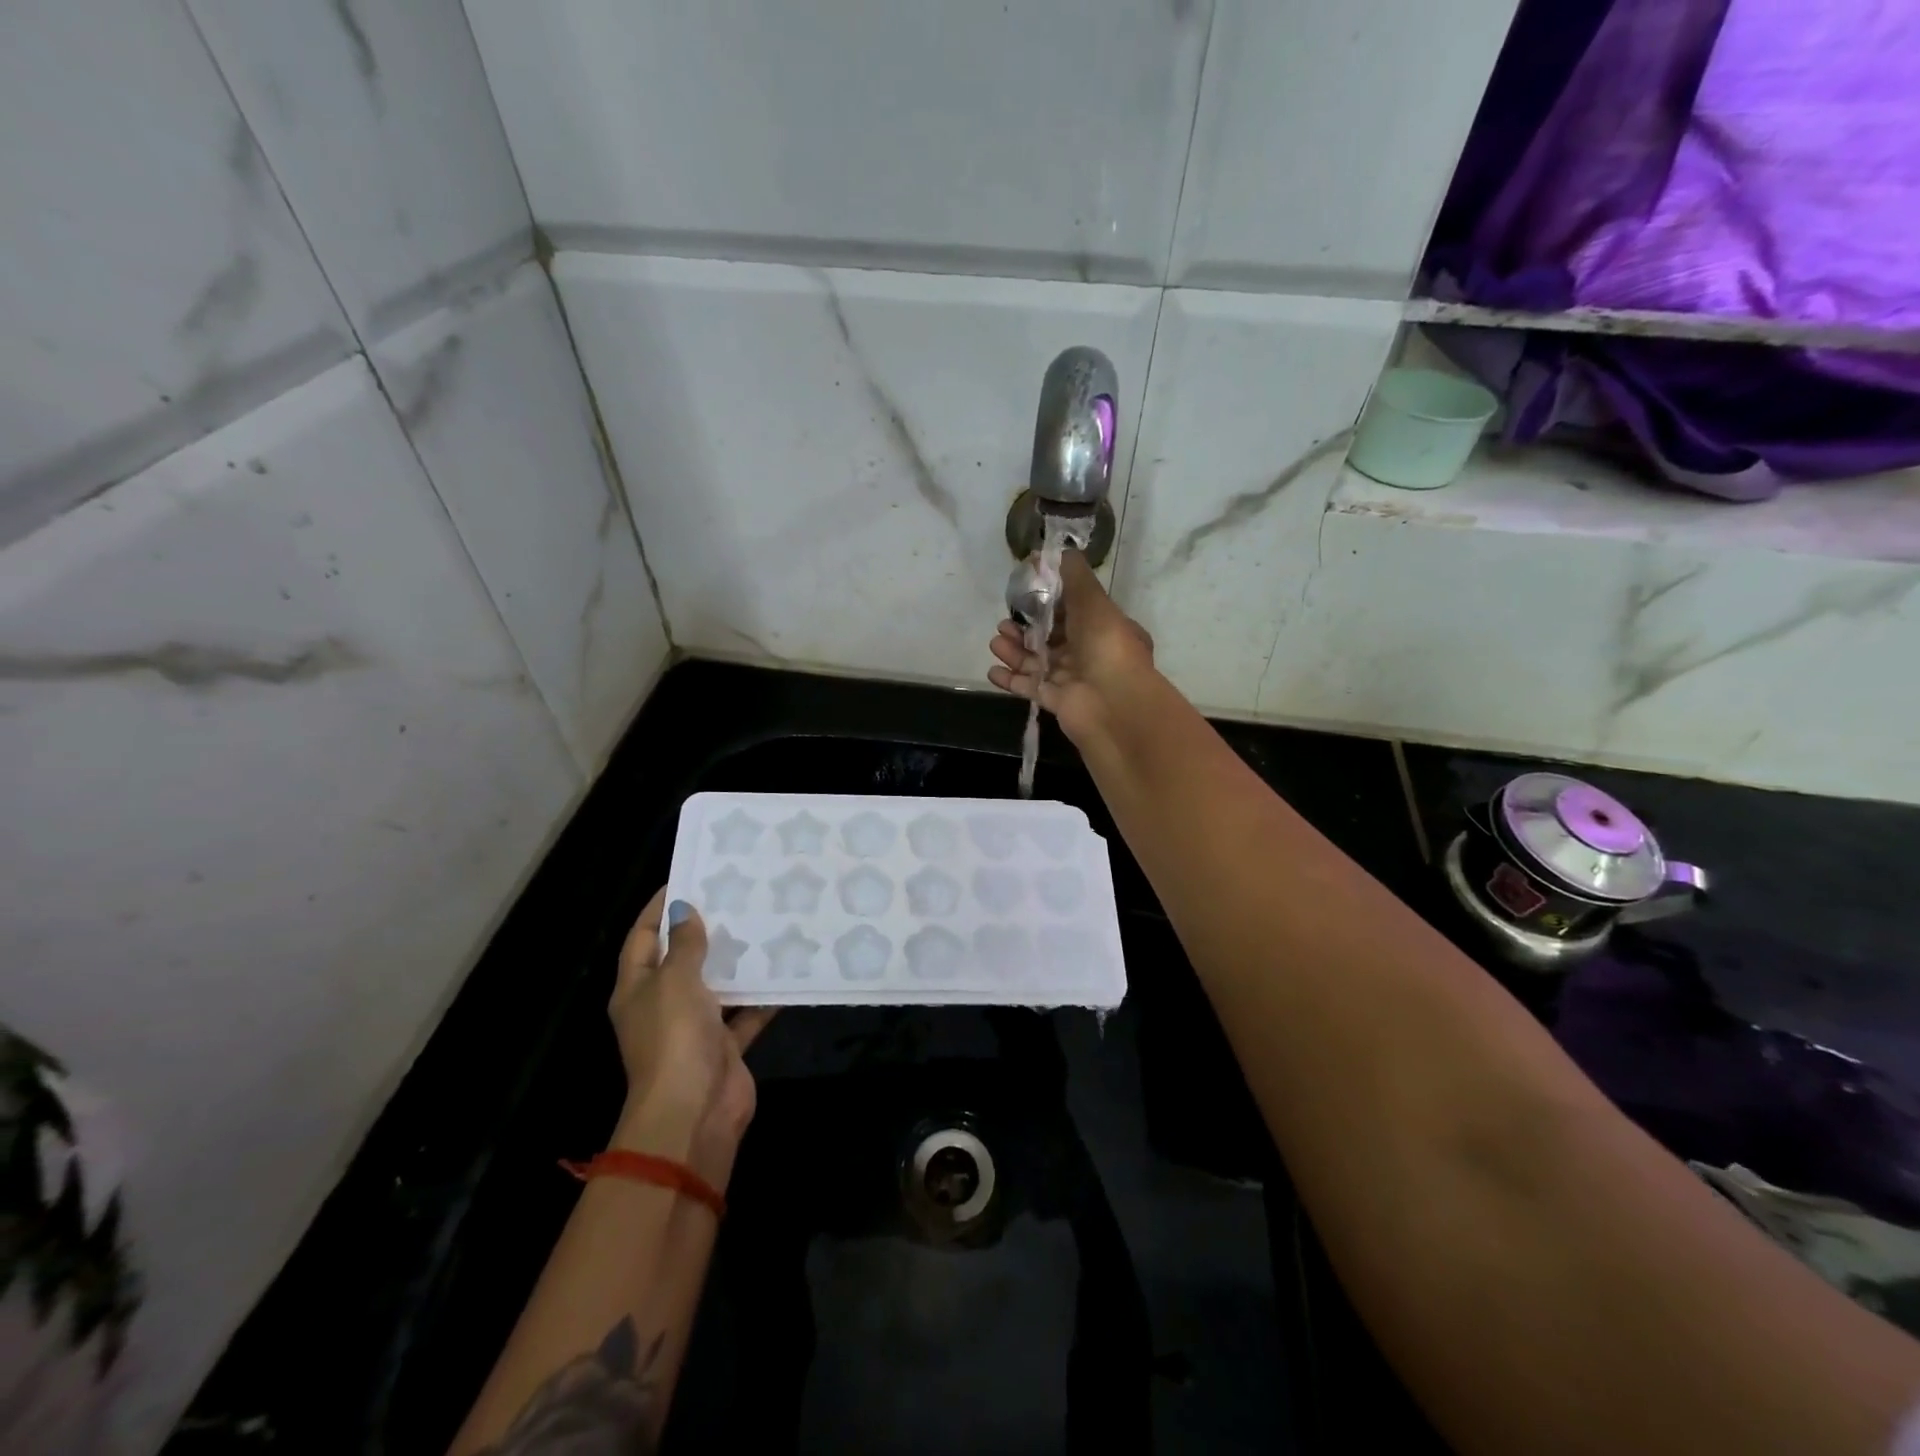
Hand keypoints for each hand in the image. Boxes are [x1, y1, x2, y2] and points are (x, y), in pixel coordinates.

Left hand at [606, 889, 774, 1186]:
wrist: (694, 1113)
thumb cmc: (674, 1038)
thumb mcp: (675, 981)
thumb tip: (684, 910)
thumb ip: (685, 946)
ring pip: (717, 984)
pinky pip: (745, 1013)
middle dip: (705, 930)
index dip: (659, 908)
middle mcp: (663, 1005)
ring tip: (764, 924)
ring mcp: (694, 1027)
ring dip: (737, 961)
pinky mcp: (724, 1046)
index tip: (688, 876)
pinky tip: (786, 971)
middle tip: (737, 895)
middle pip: (681, 959)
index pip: (643, 937)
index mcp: (637, 988)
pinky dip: (762, 997)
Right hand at [989, 549, 1155, 745]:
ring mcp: (1072, 680)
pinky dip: (1011, 679)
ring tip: (996, 642)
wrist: (1113, 703)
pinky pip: (1030, 687)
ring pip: (1037, 661)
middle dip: (1026, 628)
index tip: (1025, 593)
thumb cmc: (1106, 645)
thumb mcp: (1093, 600)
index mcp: (1103, 628)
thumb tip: (1058, 551)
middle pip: (1051, 637)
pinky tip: (992, 670)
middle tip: (1004, 622)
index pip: (1073, 612)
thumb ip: (1074, 575)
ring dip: (1015, 651)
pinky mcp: (1057, 702)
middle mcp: (1089, 653)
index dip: (1049, 603)